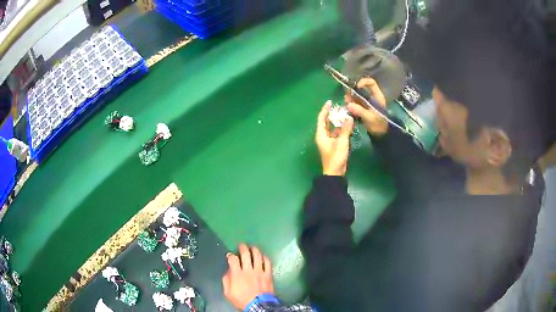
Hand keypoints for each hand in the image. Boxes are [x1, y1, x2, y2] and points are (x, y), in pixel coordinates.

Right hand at [222, 244, 273, 309]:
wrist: (258, 306)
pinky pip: (268, 262)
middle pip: (245, 254)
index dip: (231, 255)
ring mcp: (260, 271)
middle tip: (241, 245)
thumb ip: (226, 280)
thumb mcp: (228, 293)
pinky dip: (265, 258)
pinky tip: (263, 256)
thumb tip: (228, 271)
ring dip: (254, 250)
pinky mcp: (268, 274)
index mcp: (237, 274)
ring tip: (252, 247)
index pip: (233, 259)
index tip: (230, 255)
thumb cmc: (242, 300)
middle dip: (243, 248)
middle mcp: (248, 270)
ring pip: (257, 256)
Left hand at [316, 101, 353, 176]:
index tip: (330, 102)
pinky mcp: (334, 145)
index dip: (325, 110)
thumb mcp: (342, 142)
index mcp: (321, 134)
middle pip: (327, 122)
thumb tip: (349, 117)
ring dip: (339, 122)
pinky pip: (337, 134)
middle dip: (333, 115)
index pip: (321, 119)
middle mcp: (323, 136)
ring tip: (346, 114)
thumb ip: (345, 129)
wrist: (335, 173)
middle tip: (341, 107)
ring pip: (333, 128)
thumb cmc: (336, 157)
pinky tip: (349, 126)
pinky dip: (342, 129)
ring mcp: (329, 141)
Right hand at [345, 77, 388, 135]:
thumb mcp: (370, 118)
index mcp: (377, 96)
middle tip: (347, 98)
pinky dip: (350, 104)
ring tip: (347, 104)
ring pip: (356, 95)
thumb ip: (360, 111)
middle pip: (360, 88)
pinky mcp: (362, 107)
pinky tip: (348, 109)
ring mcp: (366, 102)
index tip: (356, 87)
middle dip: (352, 92)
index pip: (371, 83)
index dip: (363, 82)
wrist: (380, 134)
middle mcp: (371, 96)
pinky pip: (354, 102)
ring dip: (350, 98)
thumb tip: (349, 104)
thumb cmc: (379, 125)